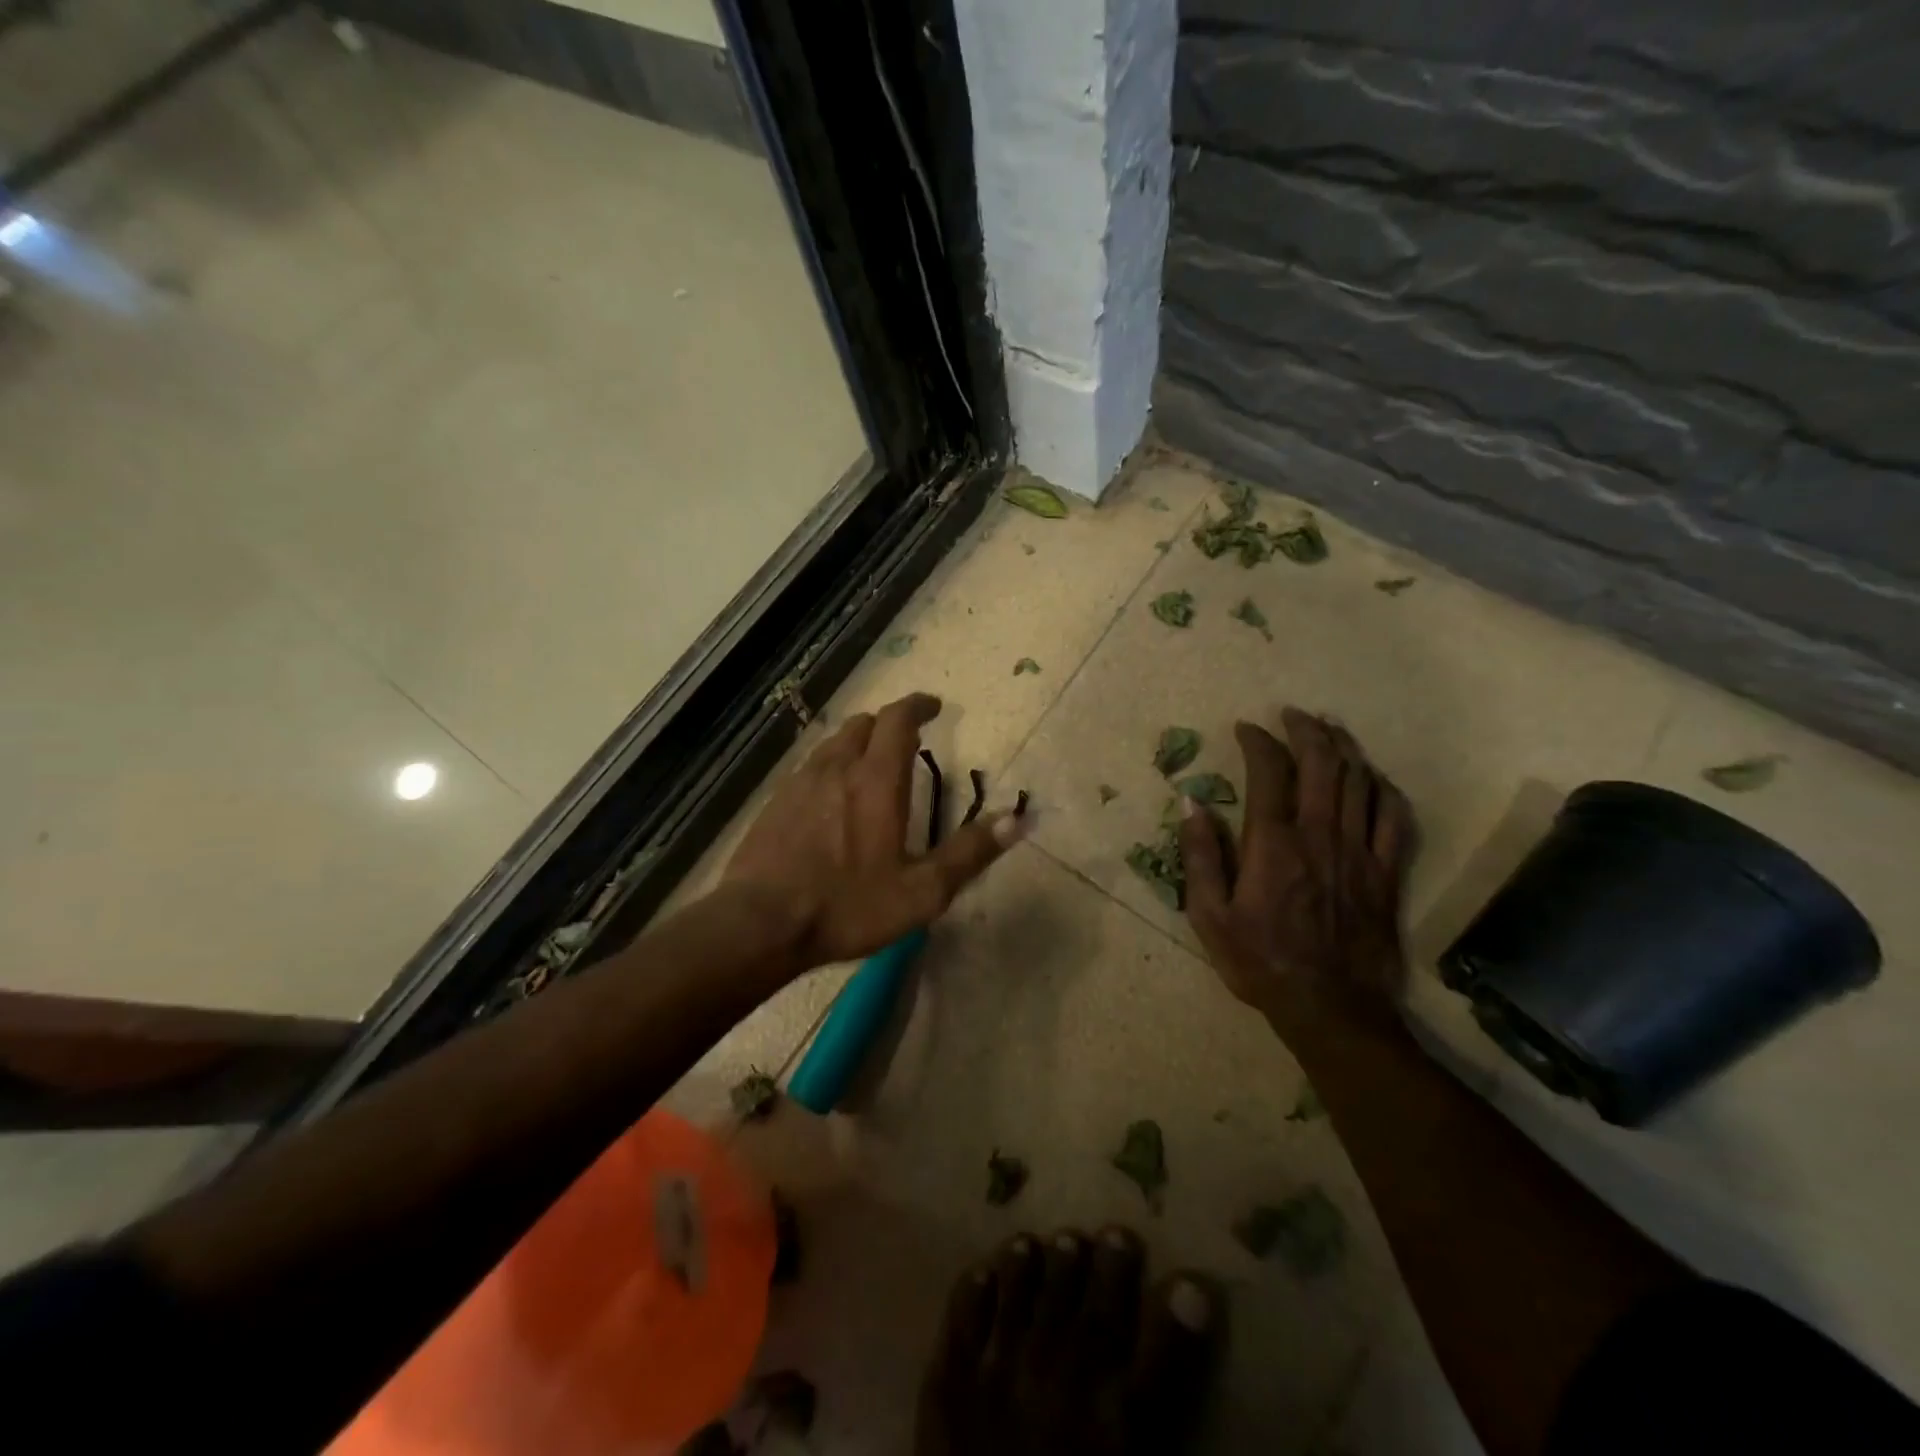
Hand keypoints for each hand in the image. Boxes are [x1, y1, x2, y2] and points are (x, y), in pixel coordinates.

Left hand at [723, 692, 1022, 970]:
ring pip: (833, 743)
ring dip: (858, 743)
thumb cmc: (847, 906)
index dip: (918, 706)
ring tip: (871, 765)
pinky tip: (832, 797)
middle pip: (863, 724)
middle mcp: (837, 768)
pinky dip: (831, 766)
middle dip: (889, 723)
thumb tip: (1016, 820)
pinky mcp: (775, 802)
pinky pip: (810, 767)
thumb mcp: (921, 891)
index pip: (898, 720)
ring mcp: (800, 782)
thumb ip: (969, 853)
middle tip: (907, 739)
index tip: (934, 706)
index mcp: (876, 780)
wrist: (759, 924)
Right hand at [1179, 708, 1415, 1028]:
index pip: (1268, 772)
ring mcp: (1359, 851)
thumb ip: (1200, 856)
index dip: (1258, 741)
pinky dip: (1383, 788)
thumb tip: (1191, 803)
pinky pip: (1394, 817)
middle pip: (1321, 763)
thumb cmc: (1260, 961)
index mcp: (1273, 843)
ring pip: (1359, 781)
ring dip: (1344, 748)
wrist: (1331, 1008)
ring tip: (1329, 730)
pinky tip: (1372, 777)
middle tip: (1292, 715)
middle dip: (1307, 730)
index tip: (1246, 728)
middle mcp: (1319, 835)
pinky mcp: (1386, 873)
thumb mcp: (1209, 916)